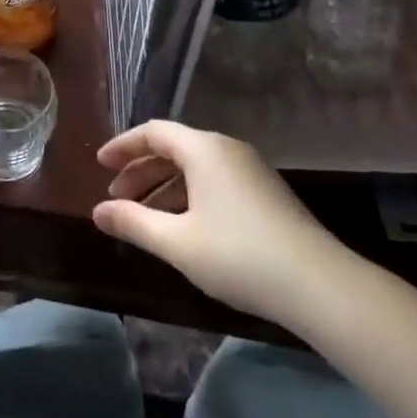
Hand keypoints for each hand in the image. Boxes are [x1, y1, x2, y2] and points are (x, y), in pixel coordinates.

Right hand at [91, 120, 346, 327]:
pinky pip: (214, 181)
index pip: (154, 132)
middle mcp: (227, 149)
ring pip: (195, 167)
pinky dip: (188, 195)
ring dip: (164, 186)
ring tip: (143, 216)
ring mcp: (250, 171)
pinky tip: (181, 226)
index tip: (100, 165)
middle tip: (116, 197)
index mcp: (204, 149)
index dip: (123, 147)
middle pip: (174, 148)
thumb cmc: (238, 255)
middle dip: (141, 170)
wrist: (319, 284)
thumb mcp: (176, 242)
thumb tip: (97, 211)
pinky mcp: (265, 194)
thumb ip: (133, 222)